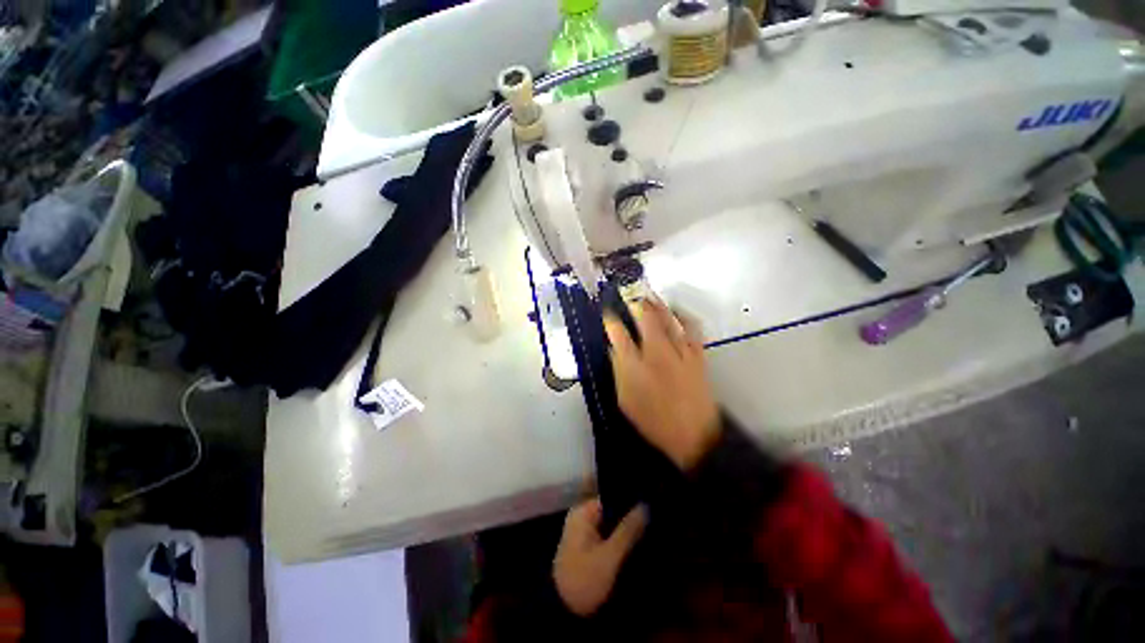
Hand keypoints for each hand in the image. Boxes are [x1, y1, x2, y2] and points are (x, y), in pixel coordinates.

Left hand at [553, 498, 646, 616]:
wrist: (562, 612)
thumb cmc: (583, 579)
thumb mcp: (609, 556)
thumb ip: (628, 530)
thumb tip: (645, 506)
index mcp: (583, 512)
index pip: (611, 496)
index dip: (630, 500)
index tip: (650, 502)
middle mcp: (583, 517)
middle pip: (611, 510)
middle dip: (629, 515)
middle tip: (653, 517)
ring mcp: (584, 532)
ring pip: (611, 523)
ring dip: (626, 528)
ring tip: (650, 528)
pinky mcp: (588, 547)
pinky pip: (607, 535)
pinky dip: (619, 538)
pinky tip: (637, 541)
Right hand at [604, 299, 720, 469]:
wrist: (694, 435)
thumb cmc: (654, 421)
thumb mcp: (625, 400)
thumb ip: (618, 372)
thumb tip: (615, 350)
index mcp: (634, 366)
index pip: (618, 334)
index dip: (611, 321)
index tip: (608, 313)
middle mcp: (656, 353)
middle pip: (645, 318)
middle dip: (635, 303)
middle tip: (629, 294)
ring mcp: (679, 352)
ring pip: (667, 319)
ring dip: (657, 304)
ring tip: (649, 295)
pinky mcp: (697, 355)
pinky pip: (691, 328)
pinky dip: (684, 316)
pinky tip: (677, 312)